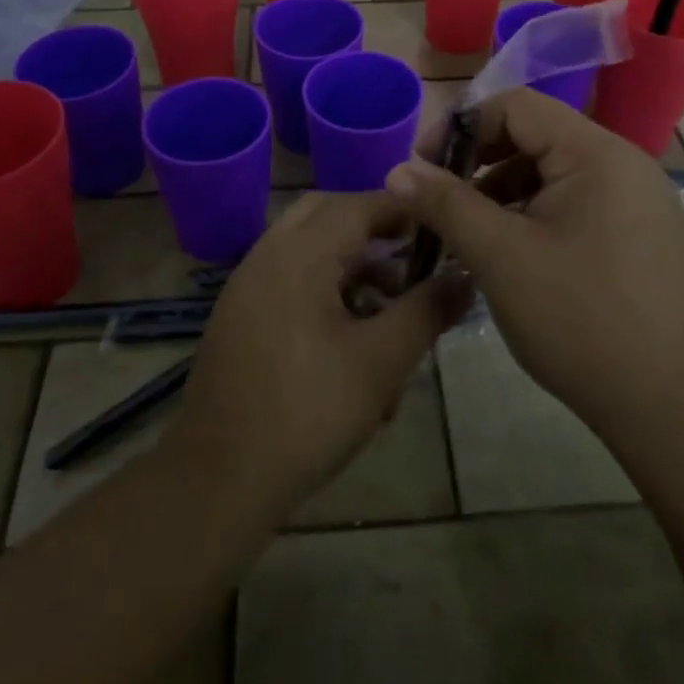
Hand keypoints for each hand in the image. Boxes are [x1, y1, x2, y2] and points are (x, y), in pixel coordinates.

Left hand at [167, 191, 471, 518]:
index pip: (356, 204)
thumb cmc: (307, 413)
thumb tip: (465, 276)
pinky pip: (288, 280)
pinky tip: (351, 341)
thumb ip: (425, 311)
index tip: (438, 224)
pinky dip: (323, 288)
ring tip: (390, 308)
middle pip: (326, 214)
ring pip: (306, 249)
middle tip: (411, 254)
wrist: (218, 479)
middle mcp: (267, 256)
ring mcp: (247, 286)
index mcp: (298, 254)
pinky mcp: (239, 316)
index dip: (400, 209)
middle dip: (371, 228)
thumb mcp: (380, 362)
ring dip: (349, 264)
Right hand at [386, 89, 683, 442]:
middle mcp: (623, 163)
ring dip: (502, 191)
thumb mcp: (500, 257)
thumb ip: (445, 205)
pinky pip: (574, 201)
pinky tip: (508, 251)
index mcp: (596, 154)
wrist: (670, 407)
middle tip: (440, 201)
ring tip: (467, 233)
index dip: (462, 126)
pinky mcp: (638, 233)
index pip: (517, 106)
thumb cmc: (580, 321)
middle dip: (479, 162)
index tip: (423, 167)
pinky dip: (533, 214)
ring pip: (552, 172)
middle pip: (535, 135)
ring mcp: (637, 199)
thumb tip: (398, 170)